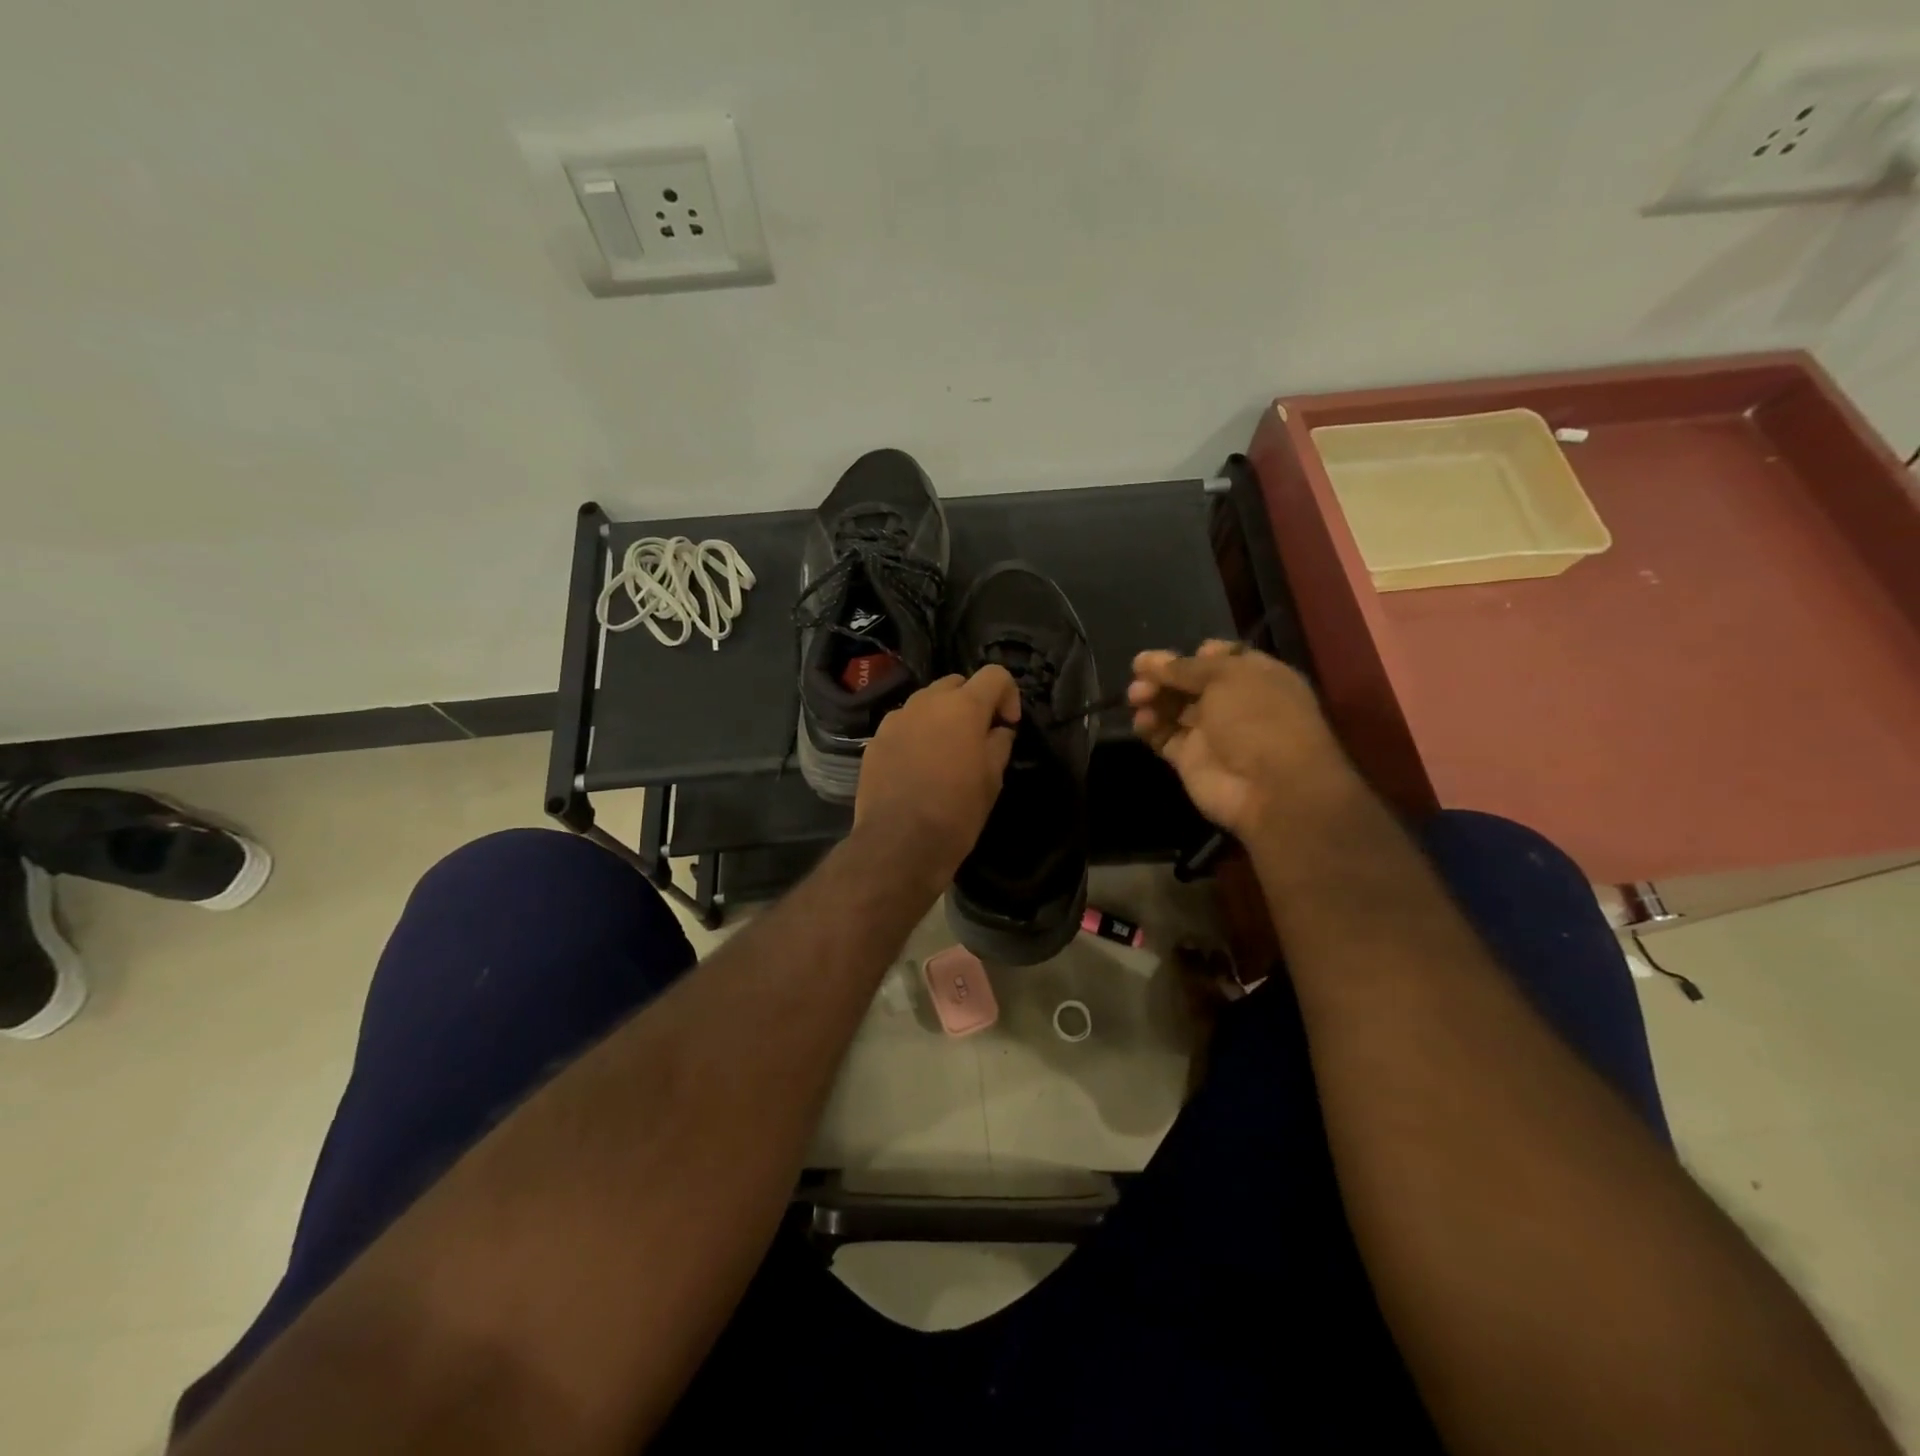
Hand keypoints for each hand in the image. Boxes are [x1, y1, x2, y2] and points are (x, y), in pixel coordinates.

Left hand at [854, 666, 1020, 882]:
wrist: (899, 843)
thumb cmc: (956, 812)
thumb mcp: (992, 780)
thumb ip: (999, 744)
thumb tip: (999, 730)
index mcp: (963, 707)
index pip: (994, 674)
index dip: (1008, 694)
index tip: (1007, 724)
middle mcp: (926, 702)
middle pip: (956, 683)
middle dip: (971, 702)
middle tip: (978, 737)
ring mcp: (896, 719)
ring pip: (926, 703)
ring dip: (941, 717)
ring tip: (945, 752)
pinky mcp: (875, 740)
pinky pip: (903, 725)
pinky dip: (916, 735)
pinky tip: (918, 767)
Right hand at [1128, 643, 1353, 837]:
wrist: (1269, 788)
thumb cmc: (1257, 717)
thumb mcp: (1226, 676)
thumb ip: (1185, 667)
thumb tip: (1151, 660)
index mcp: (1254, 676)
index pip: (1218, 657)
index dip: (1193, 655)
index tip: (1172, 658)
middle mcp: (1233, 702)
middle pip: (1189, 682)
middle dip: (1163, 676)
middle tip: (1139, 675)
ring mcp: (1211, 732)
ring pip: (1172, 708)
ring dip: (1152, 698)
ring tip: (1136, 698)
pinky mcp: (1190, 759)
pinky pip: (1163, 737)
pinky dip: (1149, 727)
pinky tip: (1142, 722)